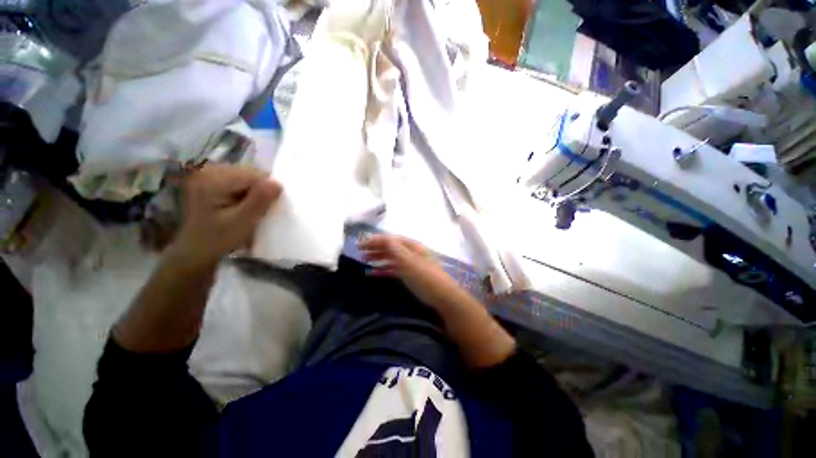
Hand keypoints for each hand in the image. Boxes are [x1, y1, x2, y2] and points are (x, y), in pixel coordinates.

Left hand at [171, 163, 281, 264]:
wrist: (195, 248)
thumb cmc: (217, 239)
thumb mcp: (242, 223)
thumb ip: (259, 202)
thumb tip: (278, 184)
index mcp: (212, 179)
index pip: (254, 176)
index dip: (267, 191)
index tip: (267, 209)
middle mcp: (208, 169)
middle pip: (250, 173)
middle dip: (261, 191)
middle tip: (257, 211)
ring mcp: (208, 171)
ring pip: (248, 176)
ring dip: (255, 192)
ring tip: (249, 209)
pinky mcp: (212, 176)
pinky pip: (240, 179)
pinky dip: (247, 191)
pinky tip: (241, 204)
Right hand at [359, 234, 457, 307]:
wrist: (442, 296)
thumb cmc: (425, 277)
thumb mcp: (410, 262)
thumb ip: (397, 249)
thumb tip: (385, 237)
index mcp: (411, 246)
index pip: (391, 239)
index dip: (376, 239)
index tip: (361, 242)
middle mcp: (410, 253)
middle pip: (390, 247)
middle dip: (374, 247)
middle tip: (358, 251)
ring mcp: (409, 264)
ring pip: (390, 258)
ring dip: (377, 257)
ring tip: (363, 260)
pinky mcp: (409, 275)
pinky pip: (392, 269)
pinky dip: (382, 270)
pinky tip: (372, 273)